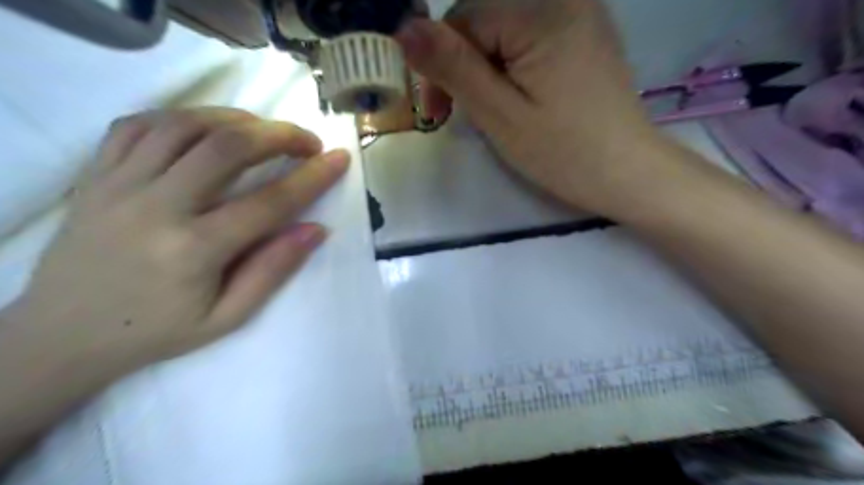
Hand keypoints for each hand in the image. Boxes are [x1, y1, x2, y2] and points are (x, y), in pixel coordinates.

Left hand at [5, 109, 347, 379]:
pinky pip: (139, 125)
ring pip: (184, 126)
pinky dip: (183, 117)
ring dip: (236, 119)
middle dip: (279, 135)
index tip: (339, 159)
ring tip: (264, 131)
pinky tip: (208, 128)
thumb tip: (316, 230)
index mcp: (194, 250)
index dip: (313, 177)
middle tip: (307, 141)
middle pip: (226, 147)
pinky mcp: (94, 175)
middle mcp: (155, 208)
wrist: (63, 335)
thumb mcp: (228, 317)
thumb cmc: (157, 331)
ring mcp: (118, 185)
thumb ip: (273, 270)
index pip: (270, 202)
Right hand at [393, 0, 663, 214]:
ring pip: (504, 30)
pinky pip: (531, 36)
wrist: (628, 173)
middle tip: (460, 114)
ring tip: (490, 110)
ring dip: (485, 68)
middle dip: (463, 65)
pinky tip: (518, 95)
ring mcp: (581, 12)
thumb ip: (452, 67)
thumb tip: (404, 28)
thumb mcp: (499, 114)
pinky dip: (512, 64)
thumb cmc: (563, 152)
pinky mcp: (586, 32)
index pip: (463, 18)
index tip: (437, 113)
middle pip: (484, 19)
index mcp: (542, 11)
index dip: (441, 65)